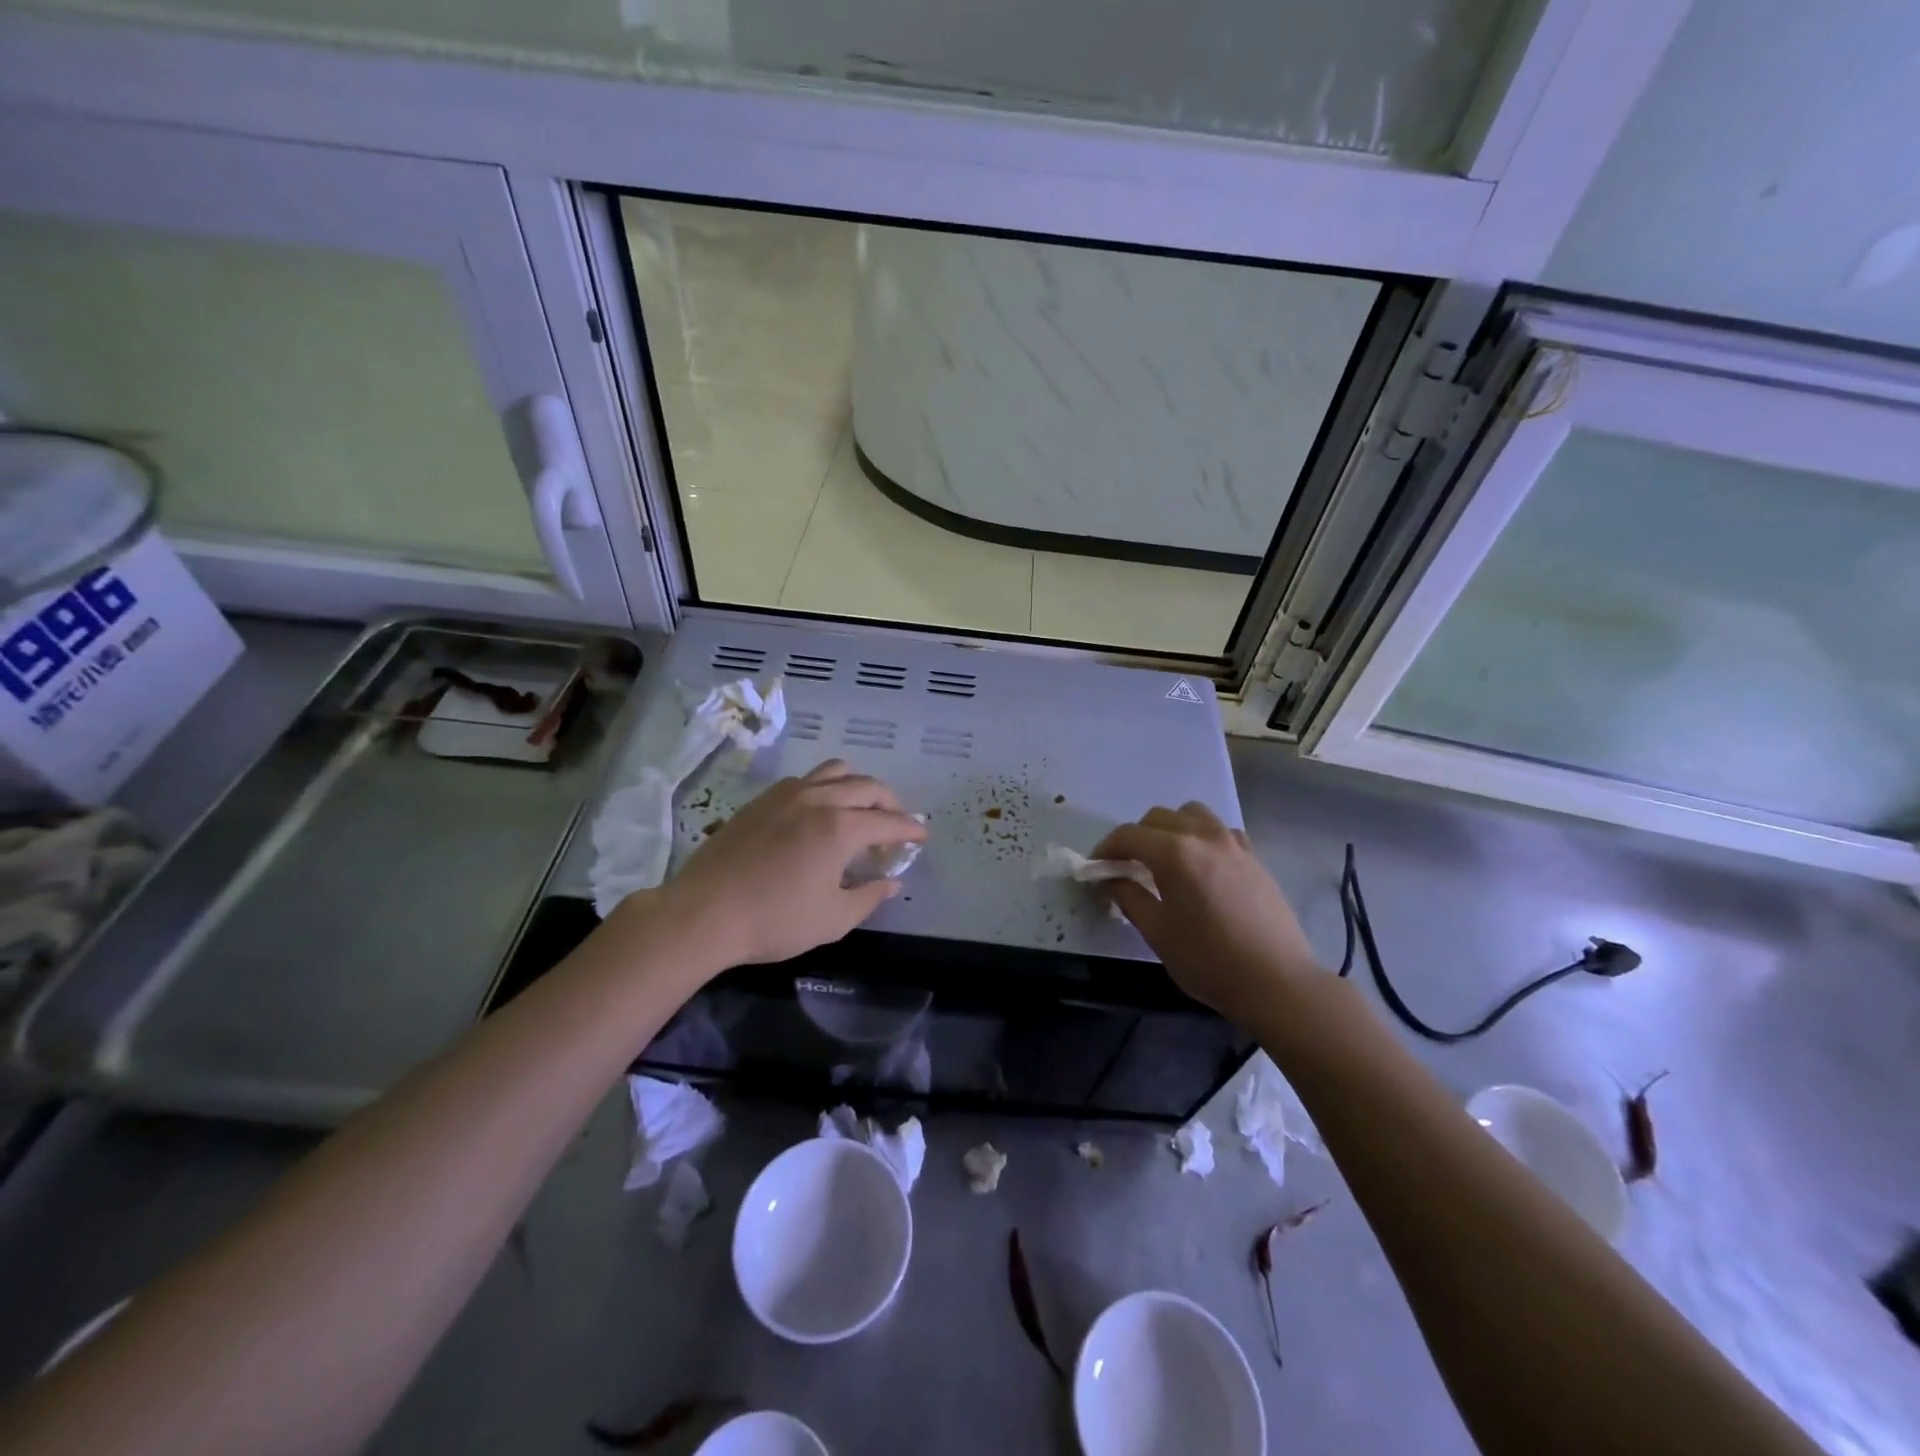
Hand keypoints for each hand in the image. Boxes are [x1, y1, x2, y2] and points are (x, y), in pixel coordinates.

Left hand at [652, 760, 926, 967]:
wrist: (703, 913)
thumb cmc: (774, 920)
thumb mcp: (832, 919)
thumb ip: (869, 897)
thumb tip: (891, 882)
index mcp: (840, 828)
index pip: (889, 822)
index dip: (910, 829)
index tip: (923, 836)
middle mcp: (818, 799)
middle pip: (866, 787)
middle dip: (890, 802)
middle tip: (898, 821)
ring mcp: (786, 794)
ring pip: (834, 772)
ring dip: (857, 785)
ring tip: (861, 807)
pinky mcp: (761, 800)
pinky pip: (805, 779)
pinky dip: (825, 787)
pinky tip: (819, 810)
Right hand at [1093, 803, 1321, 1022]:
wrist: (1277, 982)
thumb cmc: (1209, 960)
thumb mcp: (1157, 932)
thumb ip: (1129, 897)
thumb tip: (1111, 880)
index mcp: (1174, 852)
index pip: (1128, 835)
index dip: (1105, 849)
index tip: (1095, 868)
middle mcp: (1203, 836)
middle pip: (1158, 818)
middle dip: (1135, 837)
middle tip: (1125, 867)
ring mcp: (1233, 843)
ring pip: (1191, 814)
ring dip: (1170, 828)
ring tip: (1164, 859)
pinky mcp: (1254, 857)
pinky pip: (1219, 830)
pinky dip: (1200, 837)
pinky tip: (1200, 866)